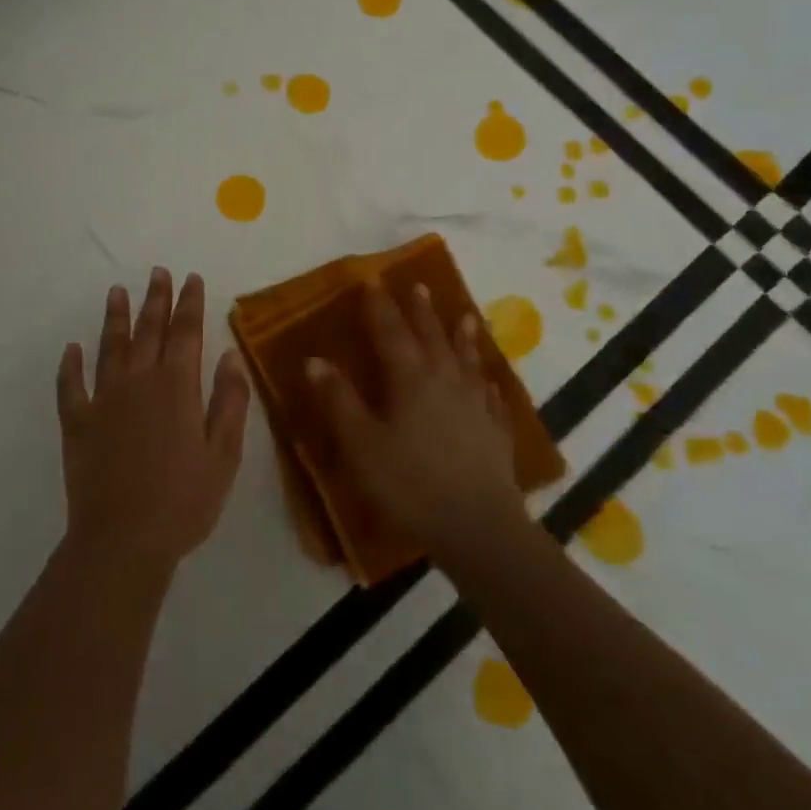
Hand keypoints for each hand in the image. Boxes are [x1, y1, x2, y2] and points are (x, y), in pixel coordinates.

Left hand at [56, 268, 250, 580]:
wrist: (123, 541)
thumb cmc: (184, 500)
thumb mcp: (224, 454)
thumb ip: (229, 400)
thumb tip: (229, 354)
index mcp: (177, 386)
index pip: (186, 332)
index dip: (190, 303)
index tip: (192, 278)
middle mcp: (139, 381)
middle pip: (149, 330)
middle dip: (156, 299)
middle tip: (158, 272)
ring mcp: (103, 400)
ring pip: (110, 347)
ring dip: (114, 317)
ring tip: (116, 291)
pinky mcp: (78, 423)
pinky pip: (71, 386)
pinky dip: (70, 365)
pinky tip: (71, 349)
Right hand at [306, 282, 526, 569]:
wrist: (479, 527)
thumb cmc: (410, 484)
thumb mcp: (361, 444)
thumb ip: (338, 400)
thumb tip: (314, 359)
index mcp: (410, 379)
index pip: (391, 332)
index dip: (380, 307)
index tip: (372, 282)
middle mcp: (446, 381)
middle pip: (432, 337)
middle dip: (421, 311)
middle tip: (418, 286)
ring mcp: (476, 405)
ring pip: (467, 360)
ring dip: (462, 336)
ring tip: (466, 317)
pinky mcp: (496, 432)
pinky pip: (491, 397)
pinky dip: (487, 383)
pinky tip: (488, 383)